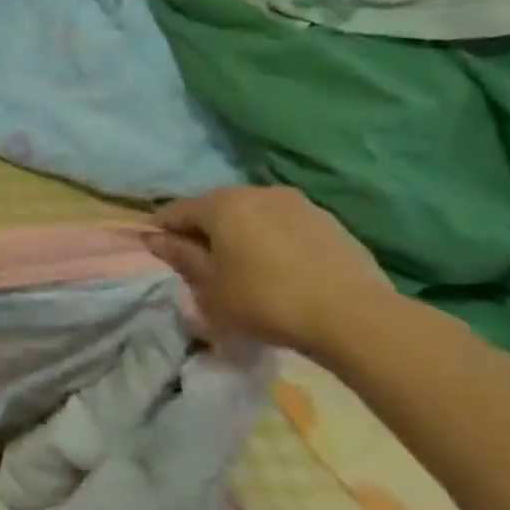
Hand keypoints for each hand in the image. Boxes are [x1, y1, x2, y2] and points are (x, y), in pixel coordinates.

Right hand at [148, 186, 395, 357]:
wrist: (355, 317)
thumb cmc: (264, 300)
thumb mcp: (208, 286)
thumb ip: (179, 257)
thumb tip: (154, 238)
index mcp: (222, 203)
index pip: (175, 211)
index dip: (160, 230)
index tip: (155, 251)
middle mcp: (258, 192)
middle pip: (216, 208)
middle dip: (202, 231)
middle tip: (198, 261)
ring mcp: (299, 204)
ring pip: (253, 215)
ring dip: (240, 234)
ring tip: (240, 265)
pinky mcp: (331, 223)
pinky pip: (285, 226)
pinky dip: (272, 241)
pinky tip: (277, 268)